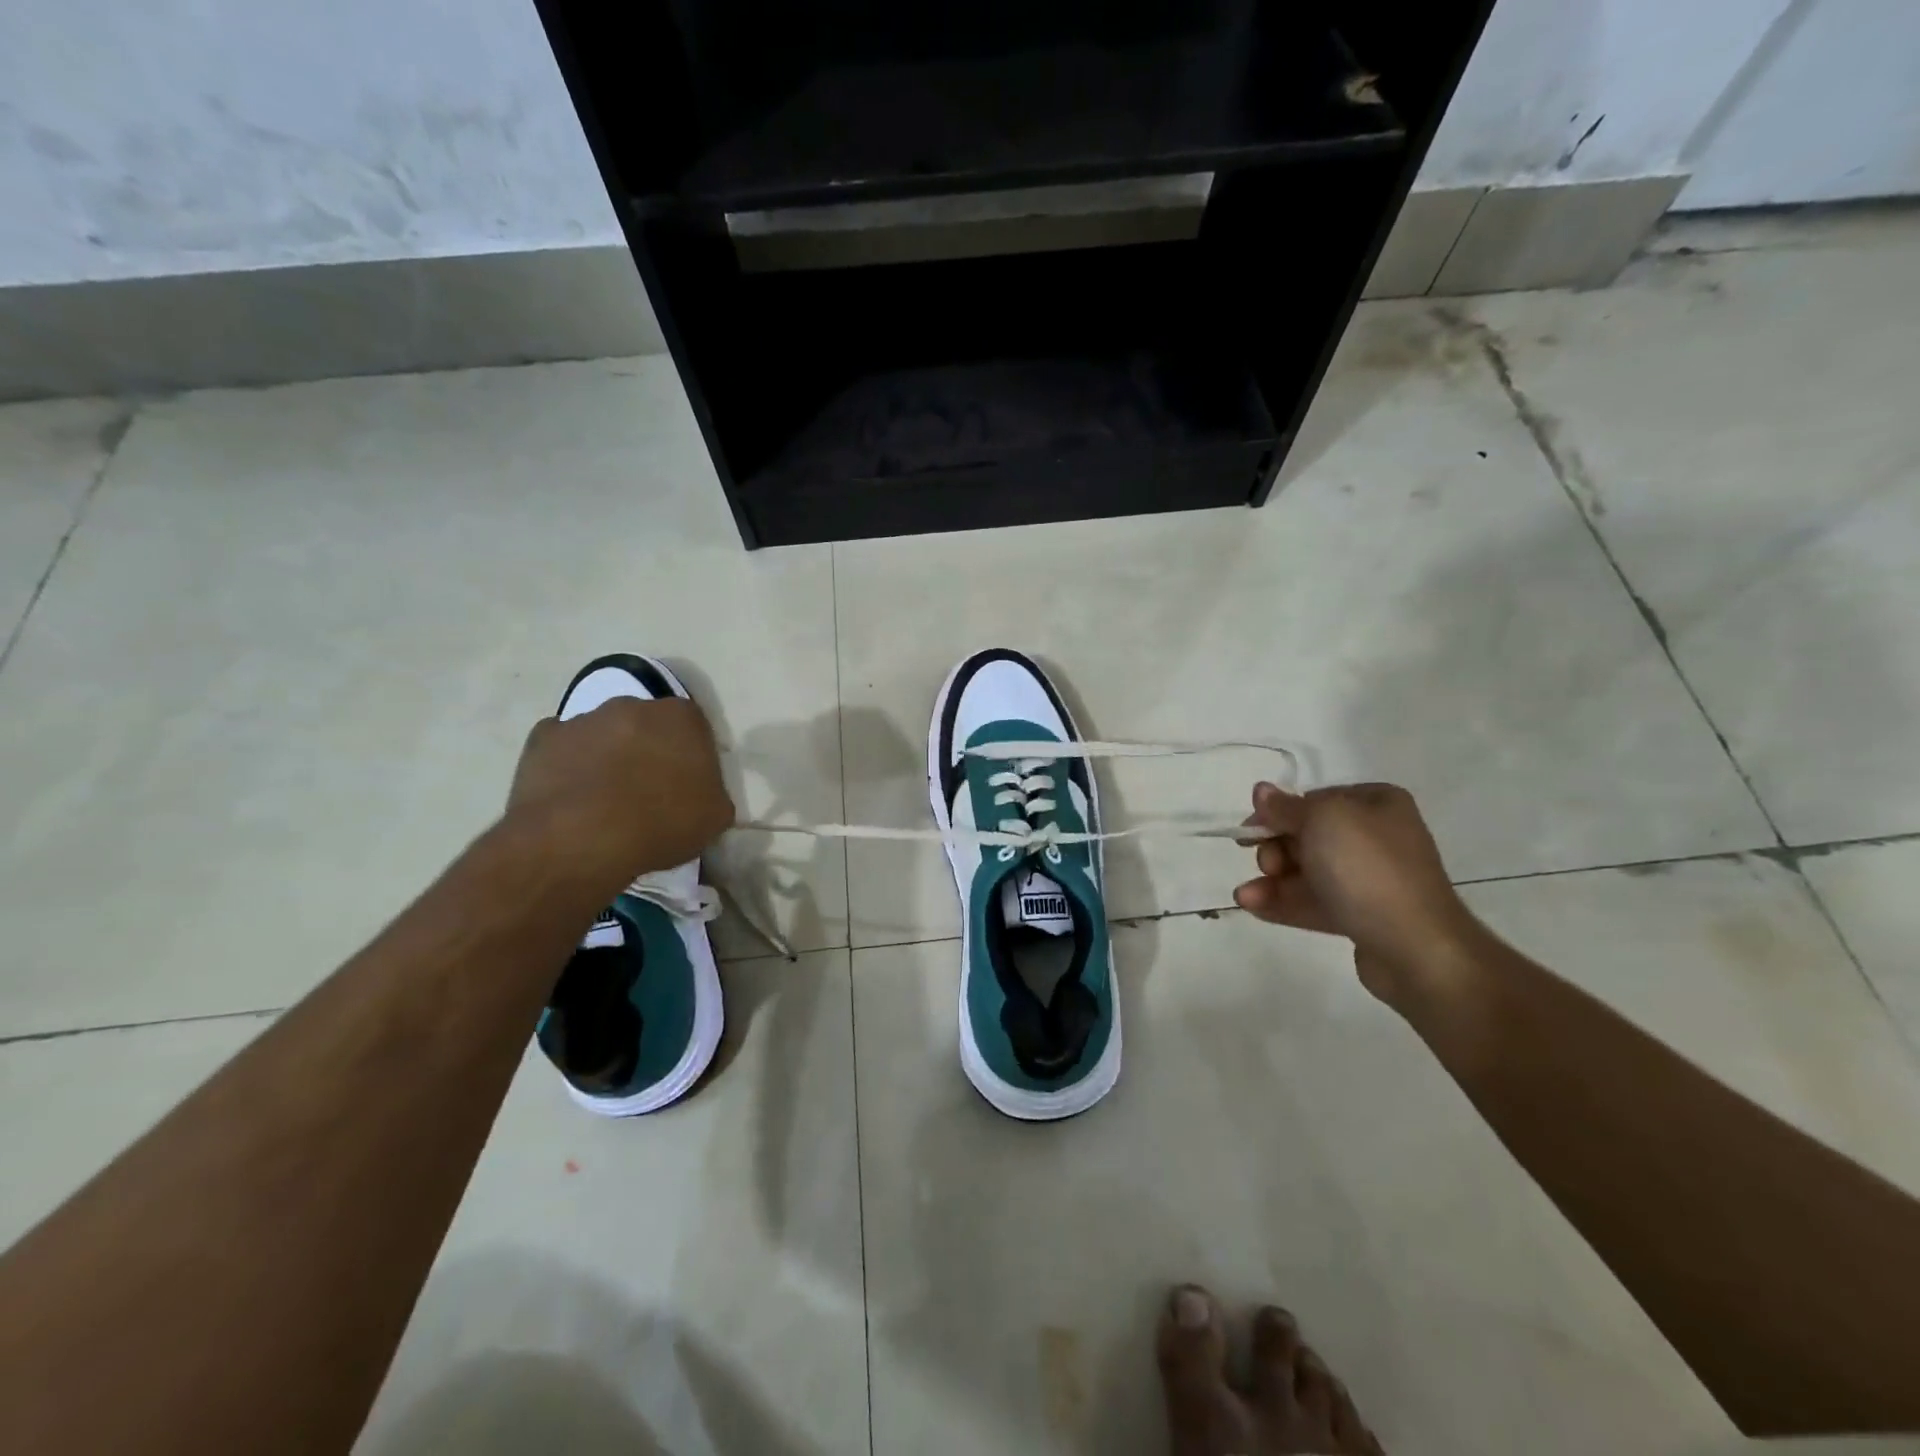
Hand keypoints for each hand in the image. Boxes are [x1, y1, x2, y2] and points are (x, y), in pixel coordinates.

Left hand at [506, 697, 732, 889]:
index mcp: (681, 717)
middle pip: (647, 726)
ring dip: (608, 757)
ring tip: (605, 801)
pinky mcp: (543, 739)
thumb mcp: (714, 817)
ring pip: (604, 734)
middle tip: (648, 791)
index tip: (687, 786)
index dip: (691, 757)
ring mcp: (584, 718)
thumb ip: (713, 793)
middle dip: (648, 750)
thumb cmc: (661, 823)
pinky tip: (573, 799)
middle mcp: (633, 705)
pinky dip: (570, 766)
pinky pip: (564, 748)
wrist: (580, 840)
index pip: (694, 728)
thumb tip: (702, 794)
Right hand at [1234, 781, 1487, 1007]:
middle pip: (1307, 836)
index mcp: (1376, 804)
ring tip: (1246, 896)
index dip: (1279, 813)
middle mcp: (1376, 837)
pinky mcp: (1361, 916)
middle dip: (1274, 849)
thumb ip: (1286, 806)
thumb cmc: (1368, 869)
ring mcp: (1370, 879)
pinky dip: (1282, 902)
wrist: (1416, 947)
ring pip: (1306, 872)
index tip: (1251, 828)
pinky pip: (1314, 902)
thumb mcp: (1322, 820)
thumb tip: (1261, 791)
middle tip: (1266, 865)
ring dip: (1271, 880)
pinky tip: (1252, 906)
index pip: (1315, 799)